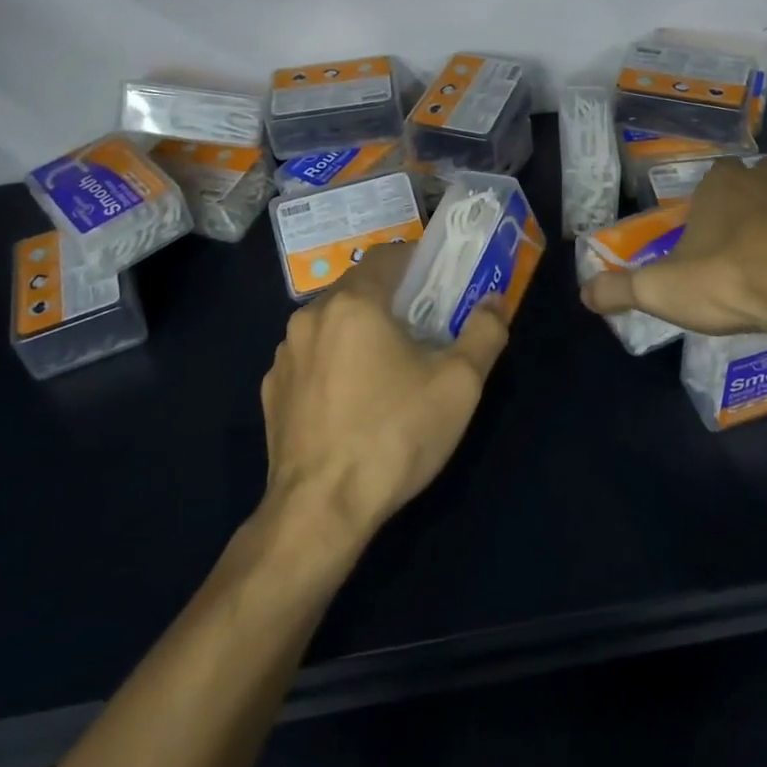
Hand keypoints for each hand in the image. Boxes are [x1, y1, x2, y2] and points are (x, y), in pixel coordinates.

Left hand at [260, 244, 509, 552]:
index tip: (441, 283)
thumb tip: (493, 301)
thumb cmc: (395, 435)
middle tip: (425, 328)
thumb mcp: (459, 384)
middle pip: (359, 288)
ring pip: (332, 323)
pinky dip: (334, 363)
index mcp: (353, 303)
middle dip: (393, 299)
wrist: (320, 512)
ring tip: (390, 368)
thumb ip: (484, 332)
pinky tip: (353, 401)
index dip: (418, 261)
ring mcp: (284, 355)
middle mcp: (310, 316)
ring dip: (361, 331)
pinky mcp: (272, 391)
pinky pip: (311, 359)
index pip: (387, 255)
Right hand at [581, 157, 766, 359]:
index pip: (709, 182)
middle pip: (754, 181)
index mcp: (720, 184)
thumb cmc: (732, 282)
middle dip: (751, 206)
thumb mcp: (661, 291)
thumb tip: (583, 294)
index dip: (709, 211)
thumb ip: (618, 289)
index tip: (709, 244)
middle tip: (747, 251)